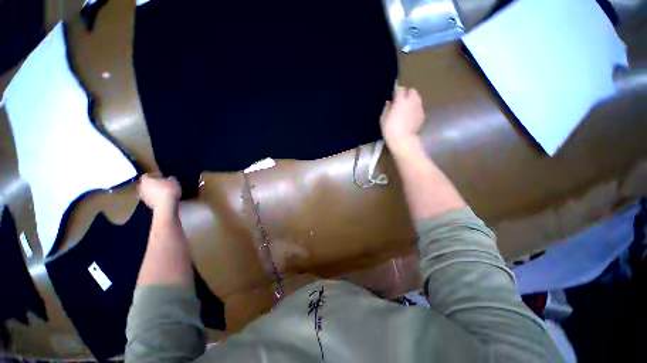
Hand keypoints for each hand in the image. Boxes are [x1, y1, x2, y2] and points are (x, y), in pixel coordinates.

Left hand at [138, 174, 180, 210]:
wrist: (166, 205)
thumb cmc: (168, 190)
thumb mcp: (174, 181)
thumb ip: (170, 179)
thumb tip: (170, 178)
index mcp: (146, 180)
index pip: (146, 176)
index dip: (152, 176)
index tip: (158, 177)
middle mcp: (141, 188)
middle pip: (145, 185)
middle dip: (151, 185)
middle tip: (160, 185)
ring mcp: (143, 197)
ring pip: (147, 193)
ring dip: (153, 192)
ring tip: (163, 192)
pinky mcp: (148, 205)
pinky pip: (151, 199)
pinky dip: (156, 198)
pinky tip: (164, 199)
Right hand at [380, 86, 425, 154]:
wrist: (403, 140)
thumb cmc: (390, 129)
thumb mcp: (383, 118)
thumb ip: (386, 108)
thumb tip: (389, 102)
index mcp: (401, 100)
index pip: (400, 89)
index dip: (396, 91)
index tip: (392, 96)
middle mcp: (412, 101)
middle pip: (412, 91)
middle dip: (407, 93)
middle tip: (400, 101)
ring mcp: (419, 108)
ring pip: (417, 99)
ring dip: (412, 101)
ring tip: (406, 108)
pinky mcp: (422, 115)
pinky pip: (419, 108)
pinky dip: (415, 109)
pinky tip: (410, 117)